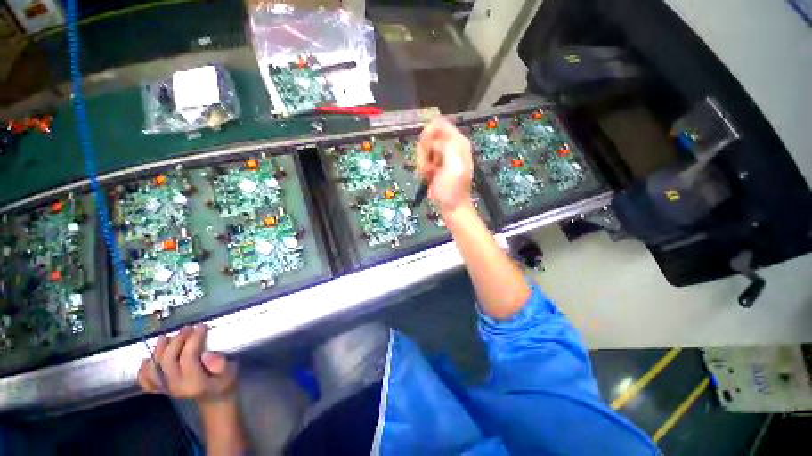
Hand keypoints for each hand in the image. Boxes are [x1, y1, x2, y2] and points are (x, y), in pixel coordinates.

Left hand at [138, 324, 236, 404]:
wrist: (215, 399)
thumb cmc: (224, 382)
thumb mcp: (230, 373)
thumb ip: (220, 364)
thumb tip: (207, 354)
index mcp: (194, 383)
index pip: (187, 358)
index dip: (193, 340)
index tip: (201, 326)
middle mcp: (176, 386)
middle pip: (168, 361)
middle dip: (176, 341)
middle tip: (187, 328)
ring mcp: (166, 389)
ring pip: (155, 367)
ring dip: (159, 350)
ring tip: (167, 336)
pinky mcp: (161, 388)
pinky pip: (146, 380)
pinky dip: (144, 369)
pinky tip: (148, 359)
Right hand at [416, 117, 473, 213]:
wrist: (451, 206)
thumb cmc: (453, 189)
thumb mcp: (454, 166)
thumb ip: (448, 146)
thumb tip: (437, 135)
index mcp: (458, 143)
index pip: (441, 124)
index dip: (429, 132)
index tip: (424, 146)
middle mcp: (450, 146)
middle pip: (429, 136)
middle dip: (424, 151)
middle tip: (428, 166)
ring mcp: (442, 156)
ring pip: (424, 148)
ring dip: (422, 161)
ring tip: (428, 173)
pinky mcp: (435, 165)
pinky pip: (423, 158)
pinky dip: (422, 167)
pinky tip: (427, 176)